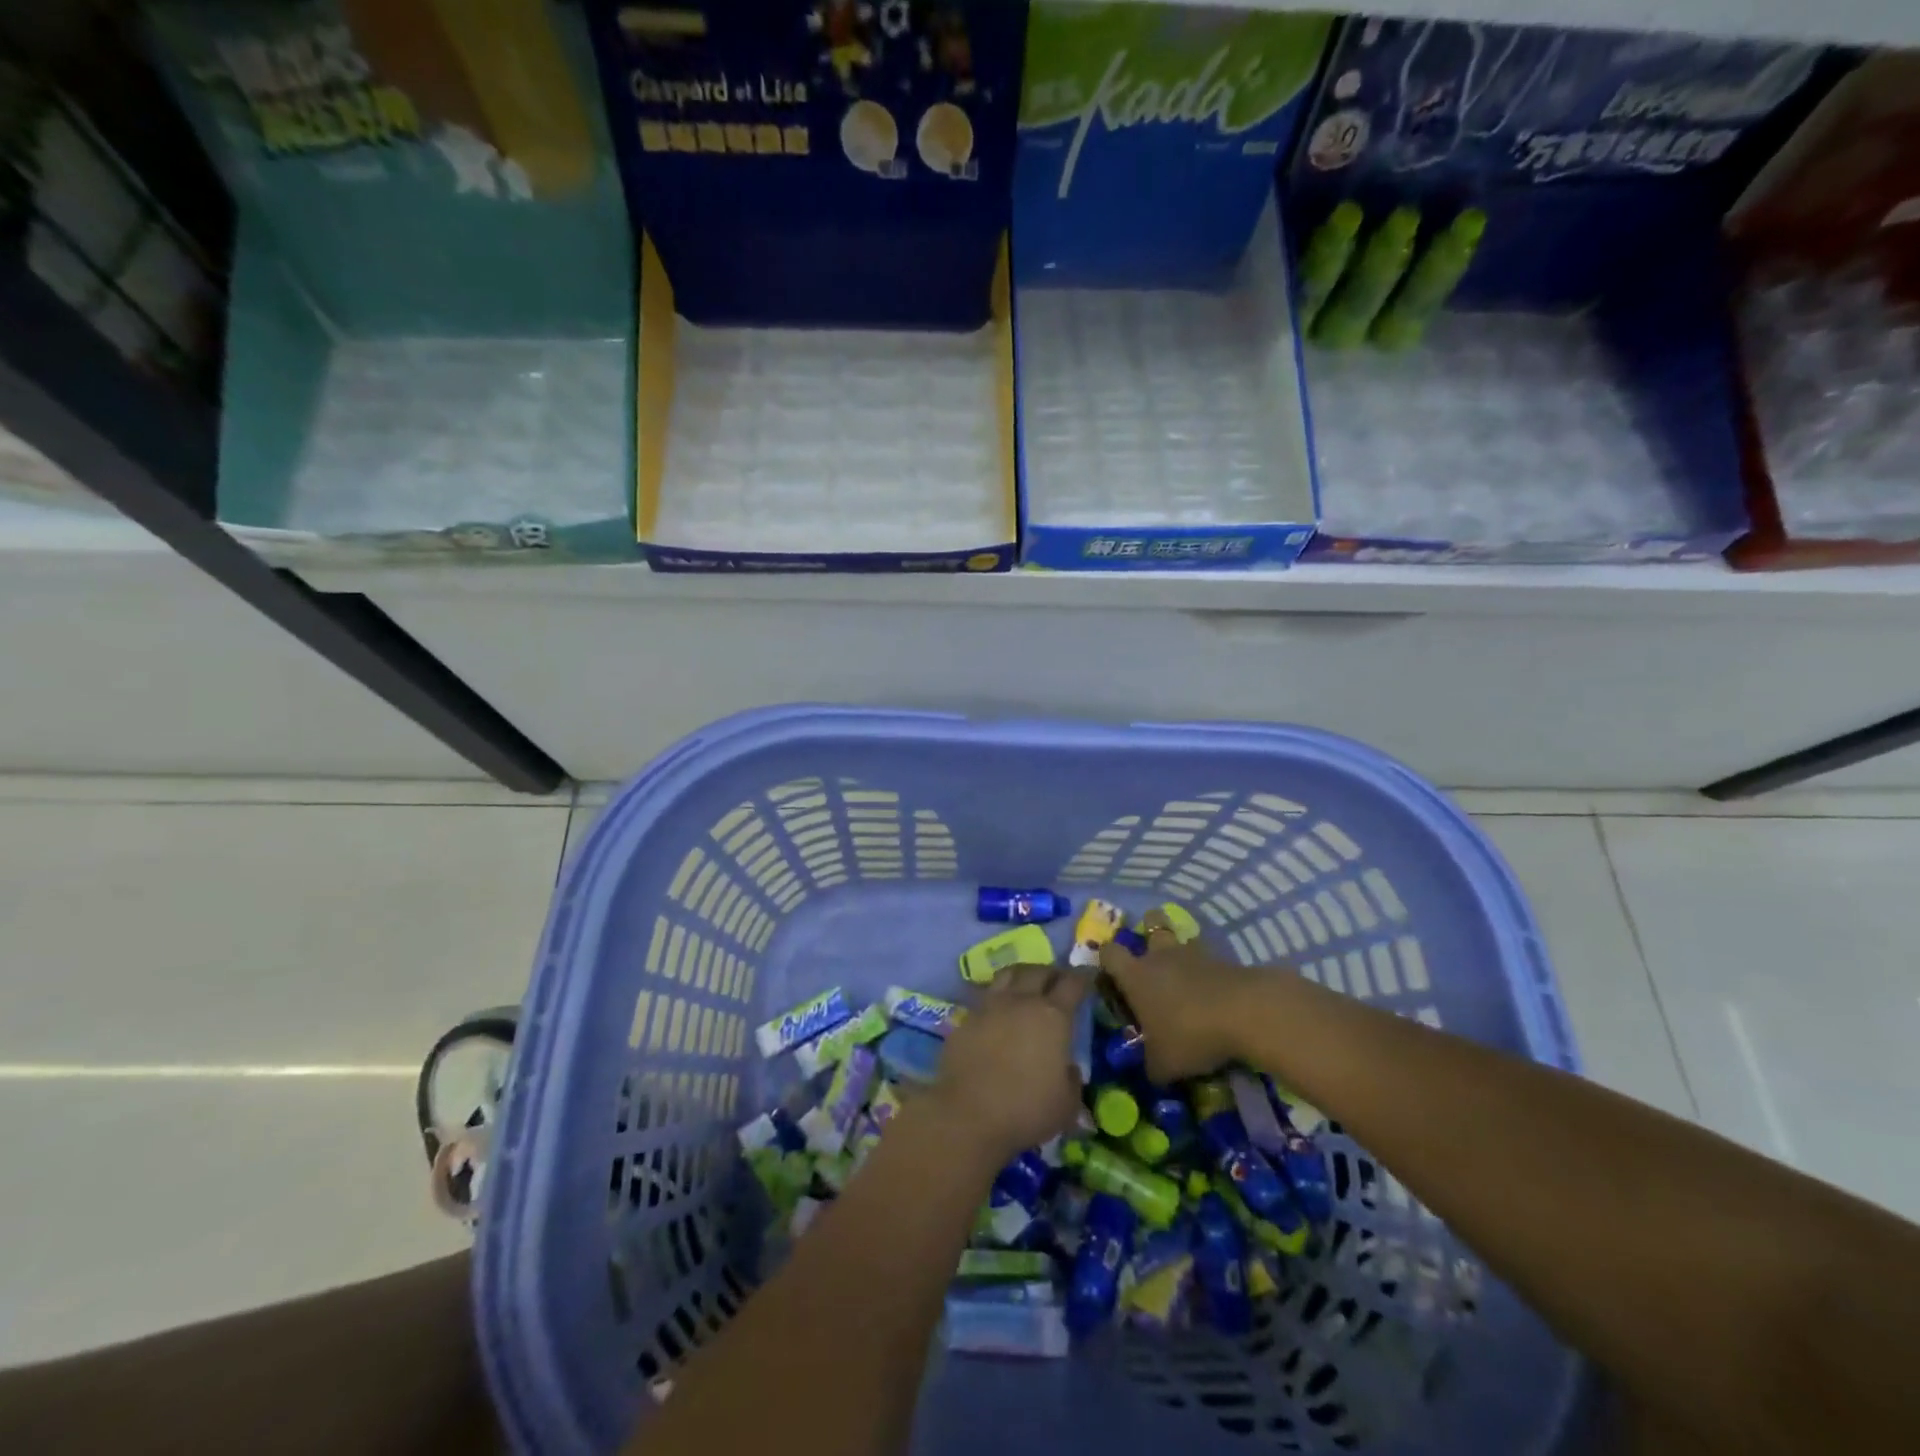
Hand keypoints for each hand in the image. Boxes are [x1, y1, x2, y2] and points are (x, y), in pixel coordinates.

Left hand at [927, 964, 1089, 1167]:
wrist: (967, 1114)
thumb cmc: (1026, 1110)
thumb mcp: (1067, 1105)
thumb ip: (1071, 1080)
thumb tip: (1067, 1068)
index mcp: (1053, 1016)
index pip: (1073, 983)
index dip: (1083, 977)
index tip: (1089, 975)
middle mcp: (1021, 1001)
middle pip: (1039, 971)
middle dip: (1052, 972)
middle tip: (1058, 981)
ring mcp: (990, 1006)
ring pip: (1008, 974)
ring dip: (1023, 975)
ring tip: (1027, 985)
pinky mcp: (966, 1018)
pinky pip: (985, 997)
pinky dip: (997, 998)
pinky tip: (998, 1013)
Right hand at [1096, 911, 1262, 1084]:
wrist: (1246, 1012)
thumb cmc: (1190, 1034)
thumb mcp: (1164, 1065)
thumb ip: (1151, 1065)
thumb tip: (1150, 1069)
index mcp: (1135, 976)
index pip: (1109, 953)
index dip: (1106, 961)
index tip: (1109, 977)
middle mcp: (1160, 956)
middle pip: (1150, 923)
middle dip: (1148, 934)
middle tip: (1150, 961)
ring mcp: (1194, 954)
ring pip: (1181, 938)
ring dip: (1180, 952)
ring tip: (1184, 976)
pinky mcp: (1224, 959)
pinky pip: (1208, 958)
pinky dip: (1207, 971)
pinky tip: (1212, 993)